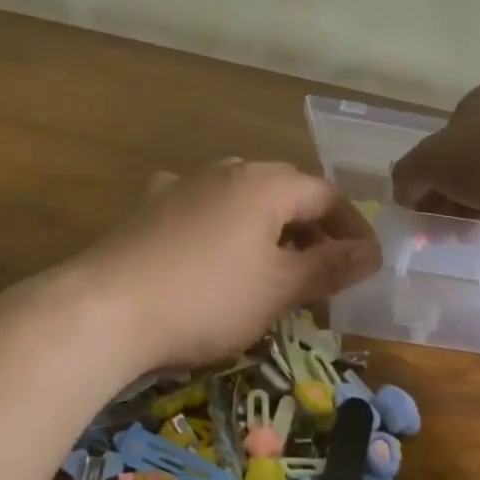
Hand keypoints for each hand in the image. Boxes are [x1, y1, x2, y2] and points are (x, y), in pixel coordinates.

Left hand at [79, 159, 381, 369]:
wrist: (106, 309)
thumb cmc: (208, 298)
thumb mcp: (279, 288)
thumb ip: (329, 267)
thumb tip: (373, 253)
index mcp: (265, 184)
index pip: (327, 195)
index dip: (353, 228)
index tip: (367, 265)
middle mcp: (226, 170)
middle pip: (285, 191)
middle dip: (311, 228)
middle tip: (323, 270)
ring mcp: (182, 185)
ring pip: (241, 197)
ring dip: (267, 226)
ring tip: (273, 264)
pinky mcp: (150, 206)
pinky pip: (200, 206)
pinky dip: (220, 225)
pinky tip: (211, 247)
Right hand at [391, 82, 479, 226]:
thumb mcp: (428, 162)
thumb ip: (406, 175)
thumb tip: (404, 193)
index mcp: (479, 99)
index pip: (440, 139)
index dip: (424, 176)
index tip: (420, 209)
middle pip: (464, 162)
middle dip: (445, 197)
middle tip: (438, 230)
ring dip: (469, 207)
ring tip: (463, 235)